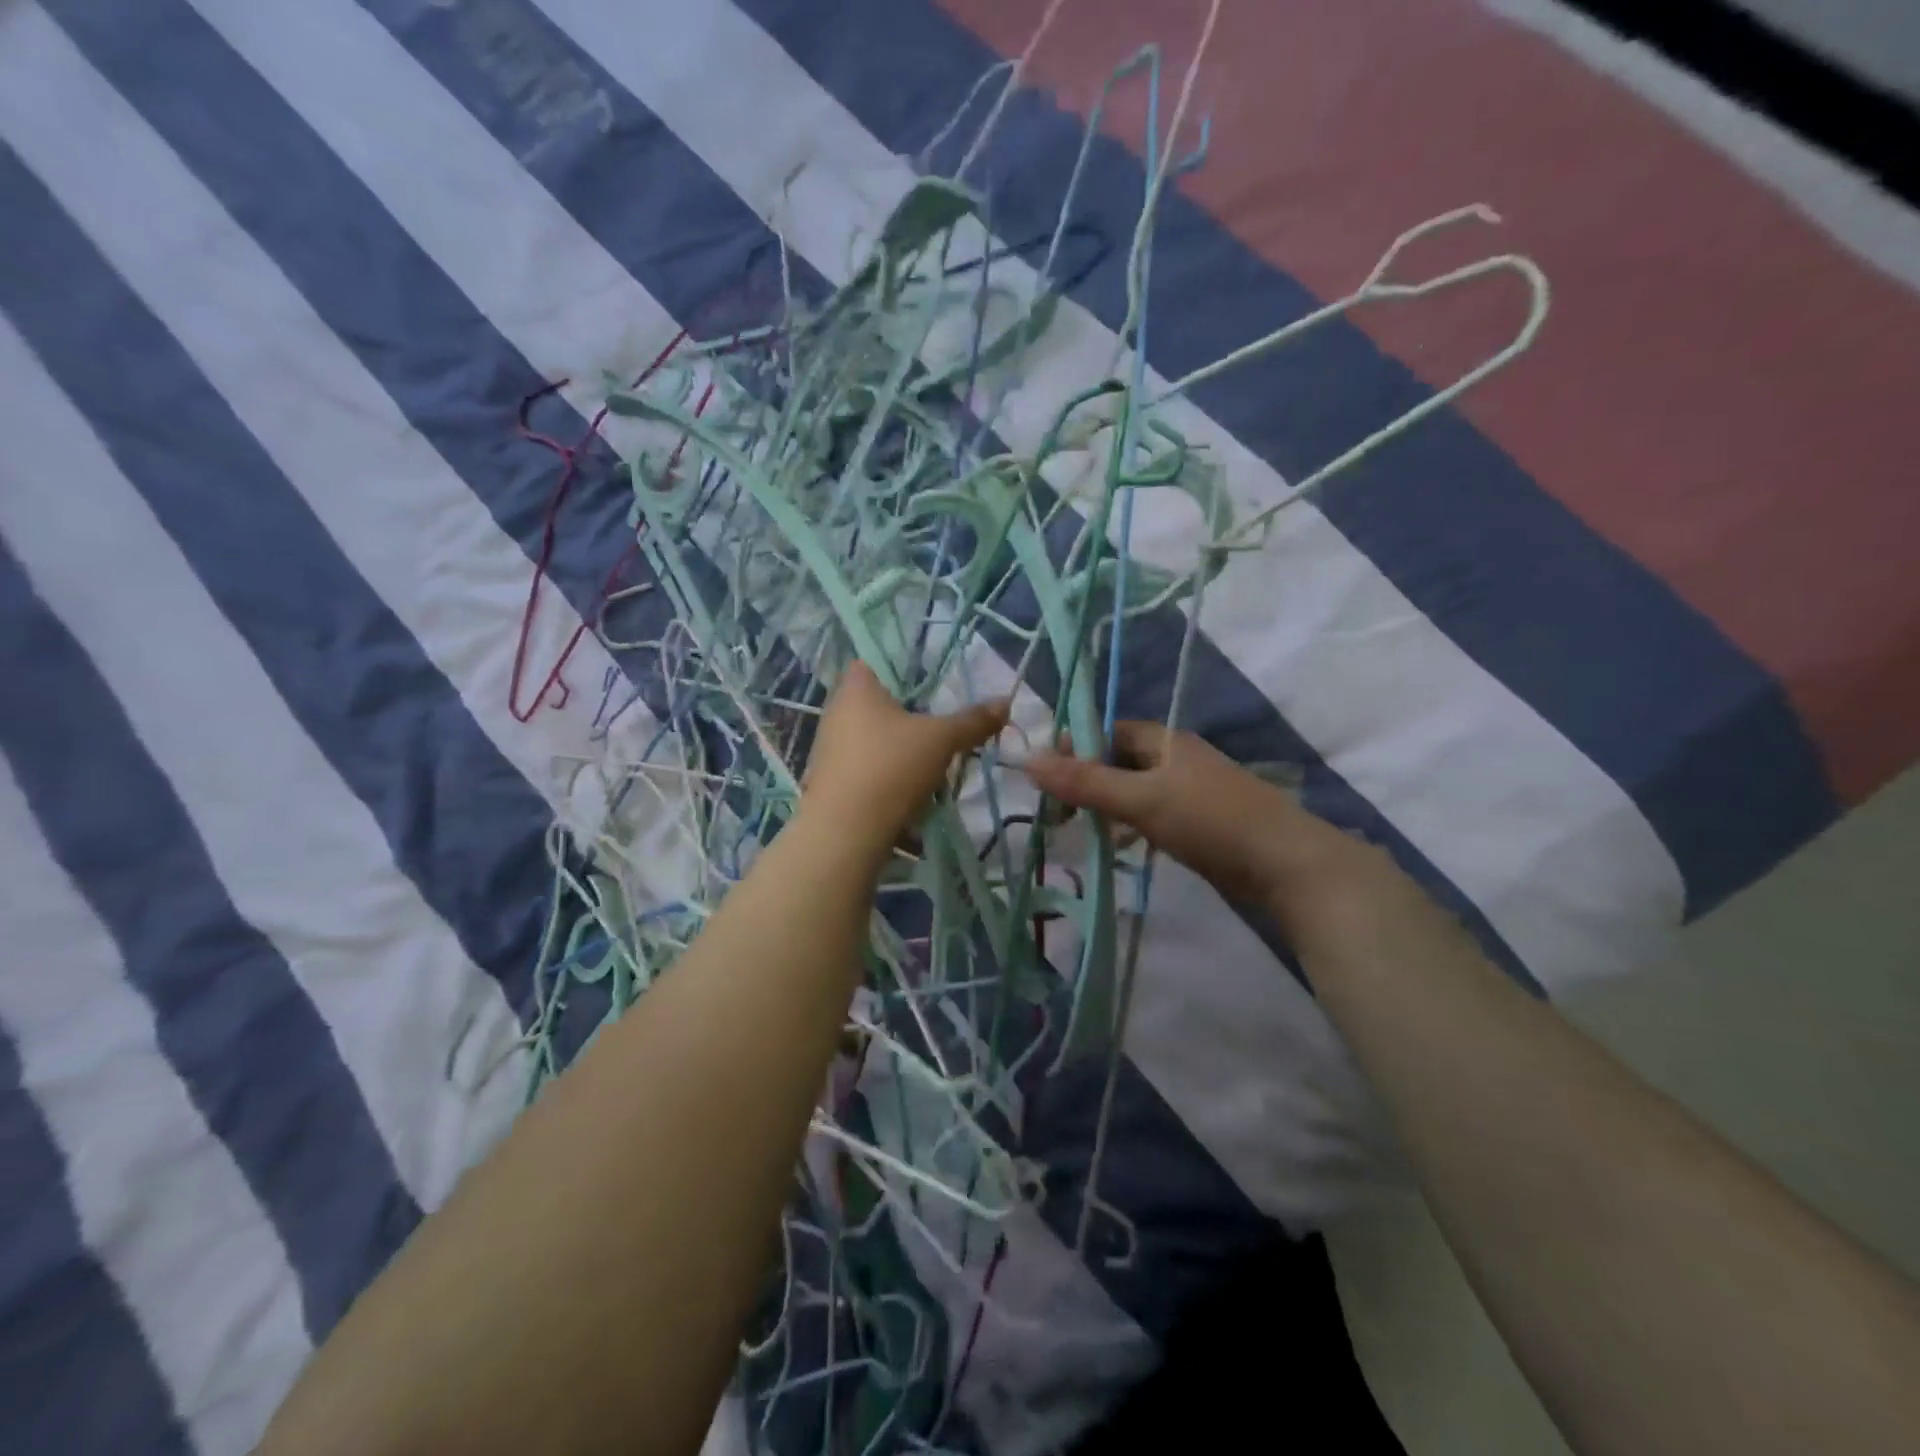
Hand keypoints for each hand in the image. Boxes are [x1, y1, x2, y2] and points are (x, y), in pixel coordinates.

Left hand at [802, 663, 1007, 855]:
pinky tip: (908, 790)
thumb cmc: (890, 768)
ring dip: (895, 748)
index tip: (925, 684)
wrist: (844, 832)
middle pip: (872, 704)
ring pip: (868, 738)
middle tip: (935, 723)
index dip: (896, 668)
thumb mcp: (941, 740)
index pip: (869, 663)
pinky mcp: (830, 783)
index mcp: (855, 690)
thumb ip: (972, 721)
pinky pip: (862, 768)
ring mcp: (827, 750)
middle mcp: (835, 714)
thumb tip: (1006, 702)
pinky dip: (883, 774)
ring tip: (927, 760)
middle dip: (903, 714)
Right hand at [1025, 722, 1375, 909]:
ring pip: (1134, 791)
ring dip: (1106, 806)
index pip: (1107, 731)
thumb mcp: (1141, 798)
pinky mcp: (1199, 824)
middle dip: (1086, 780)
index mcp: (1165, 741)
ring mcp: (1190, 793)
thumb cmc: (1211, 819)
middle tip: (1054, 808)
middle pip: (1118, 761)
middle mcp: (1176, 760)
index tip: (1043, 773)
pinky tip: (1118, 848)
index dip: (1074, 746)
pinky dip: (1130, 827)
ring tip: (1075, 829)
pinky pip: (1151, 817)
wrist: (1287, 866)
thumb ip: (1086, 782)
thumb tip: (1027, 759)